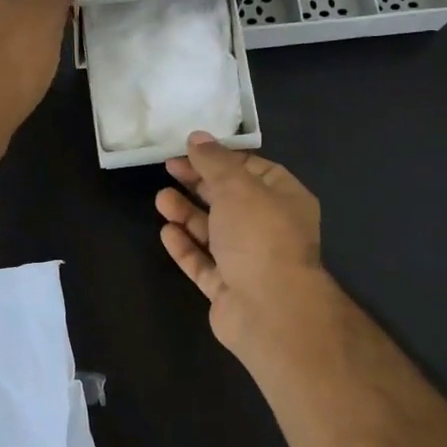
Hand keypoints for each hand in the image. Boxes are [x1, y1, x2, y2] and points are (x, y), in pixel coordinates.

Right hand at [155, 133, 331, 358]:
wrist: (270, 309)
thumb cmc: (260, 236)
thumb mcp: (237, 186)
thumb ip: (214, 162)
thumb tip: (197, 137)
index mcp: (285, 199)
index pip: (253, 170)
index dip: (222, 158)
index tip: (191, 149)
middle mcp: (270, 229)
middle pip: (230, 200)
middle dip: (199, 184)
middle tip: (168, 168)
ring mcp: (248, 262)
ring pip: (214, 232)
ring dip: (187, 214)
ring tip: (160, 199)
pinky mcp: (228, 289)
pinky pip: (203, 263)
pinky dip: (186, 246)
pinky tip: (166, 232)